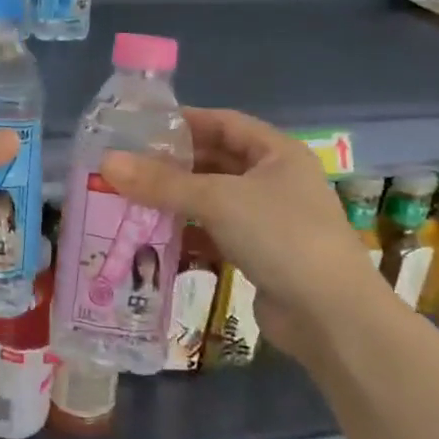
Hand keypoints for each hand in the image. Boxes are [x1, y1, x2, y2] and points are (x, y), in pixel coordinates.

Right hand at [99, 108, 384, 348]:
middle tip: (128, 166)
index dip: (185, 121)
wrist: (331, 317)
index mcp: (277, 153)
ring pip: (214, 199)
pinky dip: (190, 233)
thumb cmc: (281, 237)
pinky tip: (156, 239)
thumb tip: (106, 162)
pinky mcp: (261, 254)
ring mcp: (270, 219)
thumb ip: (162, 182)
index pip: (224, 122)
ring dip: (177, 201)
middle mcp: (276, 180)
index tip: (141, 126)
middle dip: (174, 165)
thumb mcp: (218, 200)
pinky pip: (217, 233)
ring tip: (131, 200)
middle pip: (216, 161)